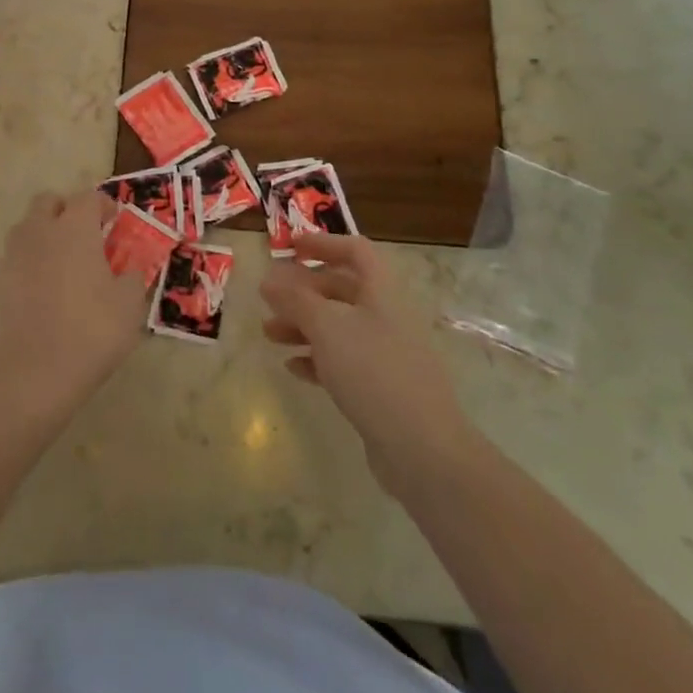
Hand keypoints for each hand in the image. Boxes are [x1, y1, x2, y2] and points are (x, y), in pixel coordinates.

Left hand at [0, 190, 147, 418]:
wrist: (37, 374)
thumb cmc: (92, 330)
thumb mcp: (130, 303)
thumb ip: (131, 276)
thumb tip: (127, 269)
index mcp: (75, 228)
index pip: (88, 197)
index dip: (104, 204)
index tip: (115, 221)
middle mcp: (40, 232)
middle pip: (48, 201)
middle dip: (66, 209)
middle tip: (85, 233)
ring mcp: (15, 256)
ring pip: (27, 226)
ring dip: (44, 232)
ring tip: (63, 259)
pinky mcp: (0, 282)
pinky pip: (16, 256)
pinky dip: (31, 260)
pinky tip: (45, 286)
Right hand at [260, 233, 472, 499]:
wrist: (423, 449)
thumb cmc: (374, 372)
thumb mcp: (327, 328)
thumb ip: (296, 300)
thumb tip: (269, 279)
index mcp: (382, 292)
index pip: (355, 251)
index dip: (323, 244)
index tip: (290, 247)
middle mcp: (387, 316)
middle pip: (343, 290)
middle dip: (303, 291)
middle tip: (270, 299)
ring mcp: (387, 353)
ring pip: (339, 327)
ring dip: (304, 326)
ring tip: (270, 335)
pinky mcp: (382, 388)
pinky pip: (345, 362)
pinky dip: (318, 359)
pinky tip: (294, 368)